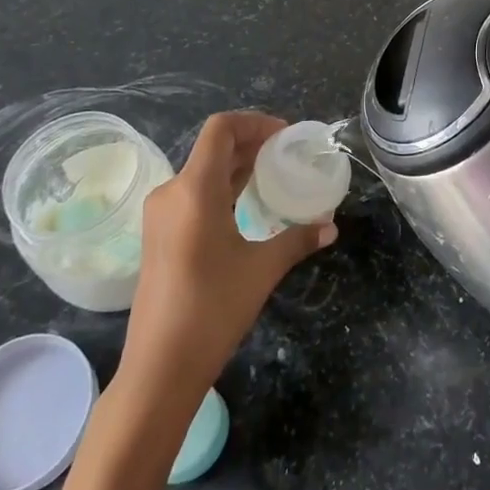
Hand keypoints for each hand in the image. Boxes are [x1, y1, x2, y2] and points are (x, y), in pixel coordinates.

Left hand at [117, 111, 336, 401]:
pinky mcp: (159, 235)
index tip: (285, 137)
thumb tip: (330, 227)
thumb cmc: (212, 308)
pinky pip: (193, 194)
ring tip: (272, 176)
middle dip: (251, 143)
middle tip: (287, 155)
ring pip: (202, 171)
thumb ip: (298, 239)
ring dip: (237, 166)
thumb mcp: (262, 269)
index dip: (255, 122)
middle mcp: (172, 192)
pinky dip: (222, 188)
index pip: (221, 128)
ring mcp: (161, 215)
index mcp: (194, 189)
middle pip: (213, 147)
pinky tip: (246, 205)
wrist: (159, 367)